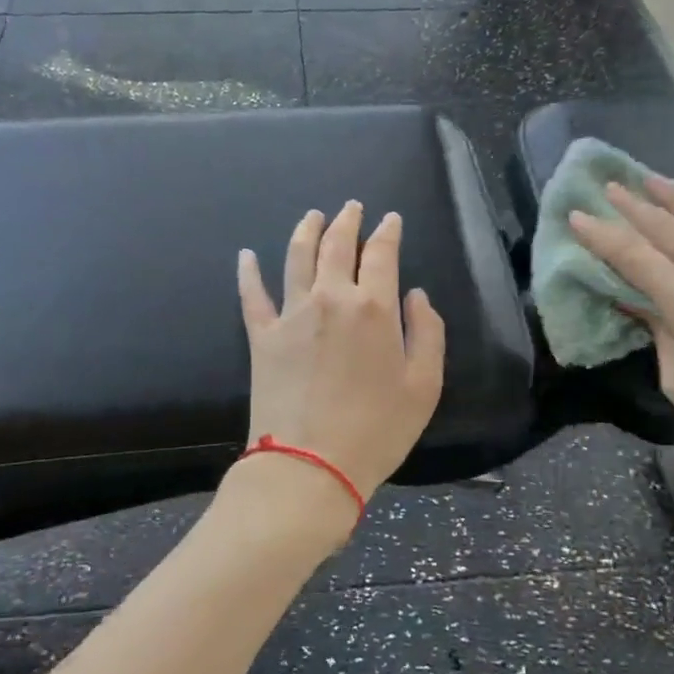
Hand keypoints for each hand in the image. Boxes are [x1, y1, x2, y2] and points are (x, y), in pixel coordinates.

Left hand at [237, 201, 446, 505]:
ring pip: (296, 257)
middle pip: (336, 245)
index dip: (387, 232)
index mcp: (373, 307)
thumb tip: (415, 295)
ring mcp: (291, 314)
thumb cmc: (377, 429)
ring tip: (312, 215)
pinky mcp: (262, 336)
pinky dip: (248, 272)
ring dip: (306, 230)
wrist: (311, 465)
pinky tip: (246, 255)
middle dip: (346, 221)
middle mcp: (330, 298)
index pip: (381, 254)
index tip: (390, 220)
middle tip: (351, 207)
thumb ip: (428, 333)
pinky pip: (251, 295)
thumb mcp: (425, 386)